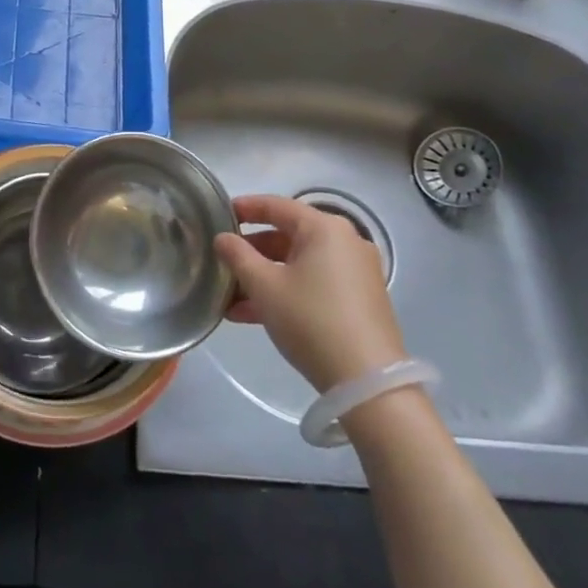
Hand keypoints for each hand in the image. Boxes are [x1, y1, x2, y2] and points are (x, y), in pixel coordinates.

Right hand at [214, 194, 407, 393]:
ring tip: (230, 299)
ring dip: (264, 277)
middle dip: (252, 252)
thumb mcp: (265, 286)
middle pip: (288, 236)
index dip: (245, 208)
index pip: (277, 206)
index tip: (219, 214)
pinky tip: (254, 316)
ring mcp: (356, 272)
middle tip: (223, 262)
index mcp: (324, 228)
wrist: (368, 382)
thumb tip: (222, 238)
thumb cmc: (311, 320)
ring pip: (299, 264)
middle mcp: (345, 242)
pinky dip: (286, 291)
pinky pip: (314, 283)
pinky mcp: (360, 300)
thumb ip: (238, 256)